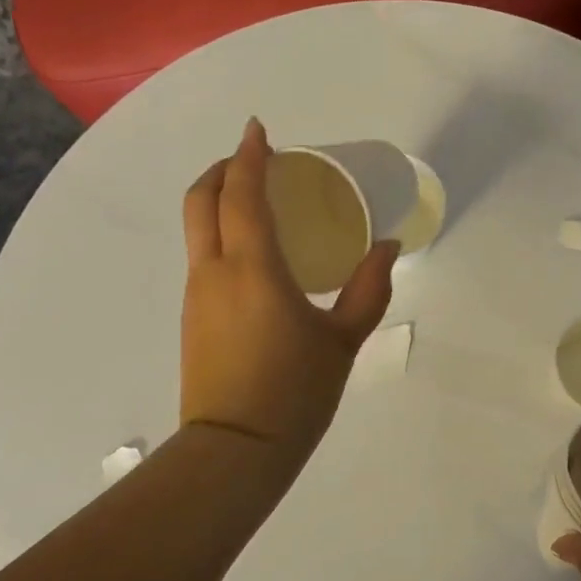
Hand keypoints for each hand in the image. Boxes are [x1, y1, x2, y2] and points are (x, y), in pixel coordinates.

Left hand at [181, 119, 397, 460]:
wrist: (236, 450)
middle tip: (253, 161)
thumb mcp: (342, 341)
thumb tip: (388, 249)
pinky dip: (219, 235)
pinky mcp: (192, 319)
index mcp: (253, 268)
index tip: (260, 131)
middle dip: (223, 170)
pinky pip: (203, 258)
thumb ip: (368, 290)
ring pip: (197, 229)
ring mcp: (197, 296)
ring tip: (258, 205)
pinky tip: (252, 256)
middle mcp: (215, 272)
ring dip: (219, 202)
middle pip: (201, 201)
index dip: (249, 156)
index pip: (242, 194)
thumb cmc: (295, 392)